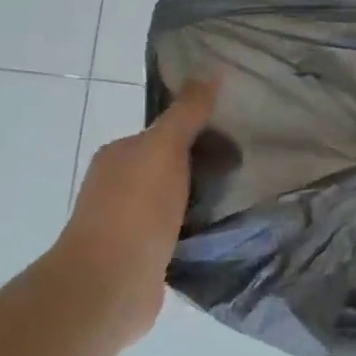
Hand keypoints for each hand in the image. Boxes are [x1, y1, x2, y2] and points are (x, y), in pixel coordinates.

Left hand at [51, 76, 219, 347]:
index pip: (164, 133)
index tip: (236, 136)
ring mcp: (128, 224)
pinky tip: (222, 232)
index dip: (199, 130)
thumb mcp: (165, 149)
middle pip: (170, 167)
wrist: (110, 284)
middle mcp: (118, 186)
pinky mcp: (143, 258)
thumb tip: (212, 71)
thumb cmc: (136, 209)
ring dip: (201, 201)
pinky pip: (177, 233)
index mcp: (119, 155)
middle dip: (203, 167)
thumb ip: (188, 113)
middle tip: (245, 169)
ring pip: (175, 202)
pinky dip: (197, 230)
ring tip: (241, 200)